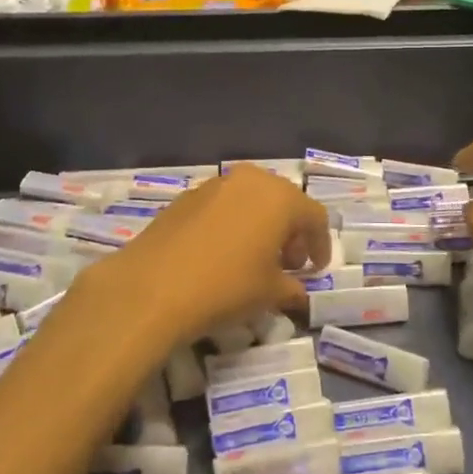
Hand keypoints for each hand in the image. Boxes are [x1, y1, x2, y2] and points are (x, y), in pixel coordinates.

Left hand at [77, 168, 329, 348]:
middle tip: (288, 262)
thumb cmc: (226, 287)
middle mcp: (250, 180)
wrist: (152, 288)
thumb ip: (291, 288)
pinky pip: (222, 206)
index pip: (314, 217)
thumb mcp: (269, 293)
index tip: (316, 269)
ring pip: (250, 199)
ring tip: (254, 258)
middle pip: (283, 201)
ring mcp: (214, 184)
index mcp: (280, 197)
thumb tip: (296, 292)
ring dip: (260, 224)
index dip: (320, 244)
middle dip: (290, 231)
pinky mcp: (185, 197)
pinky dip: (232, 224)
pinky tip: (222, 253)